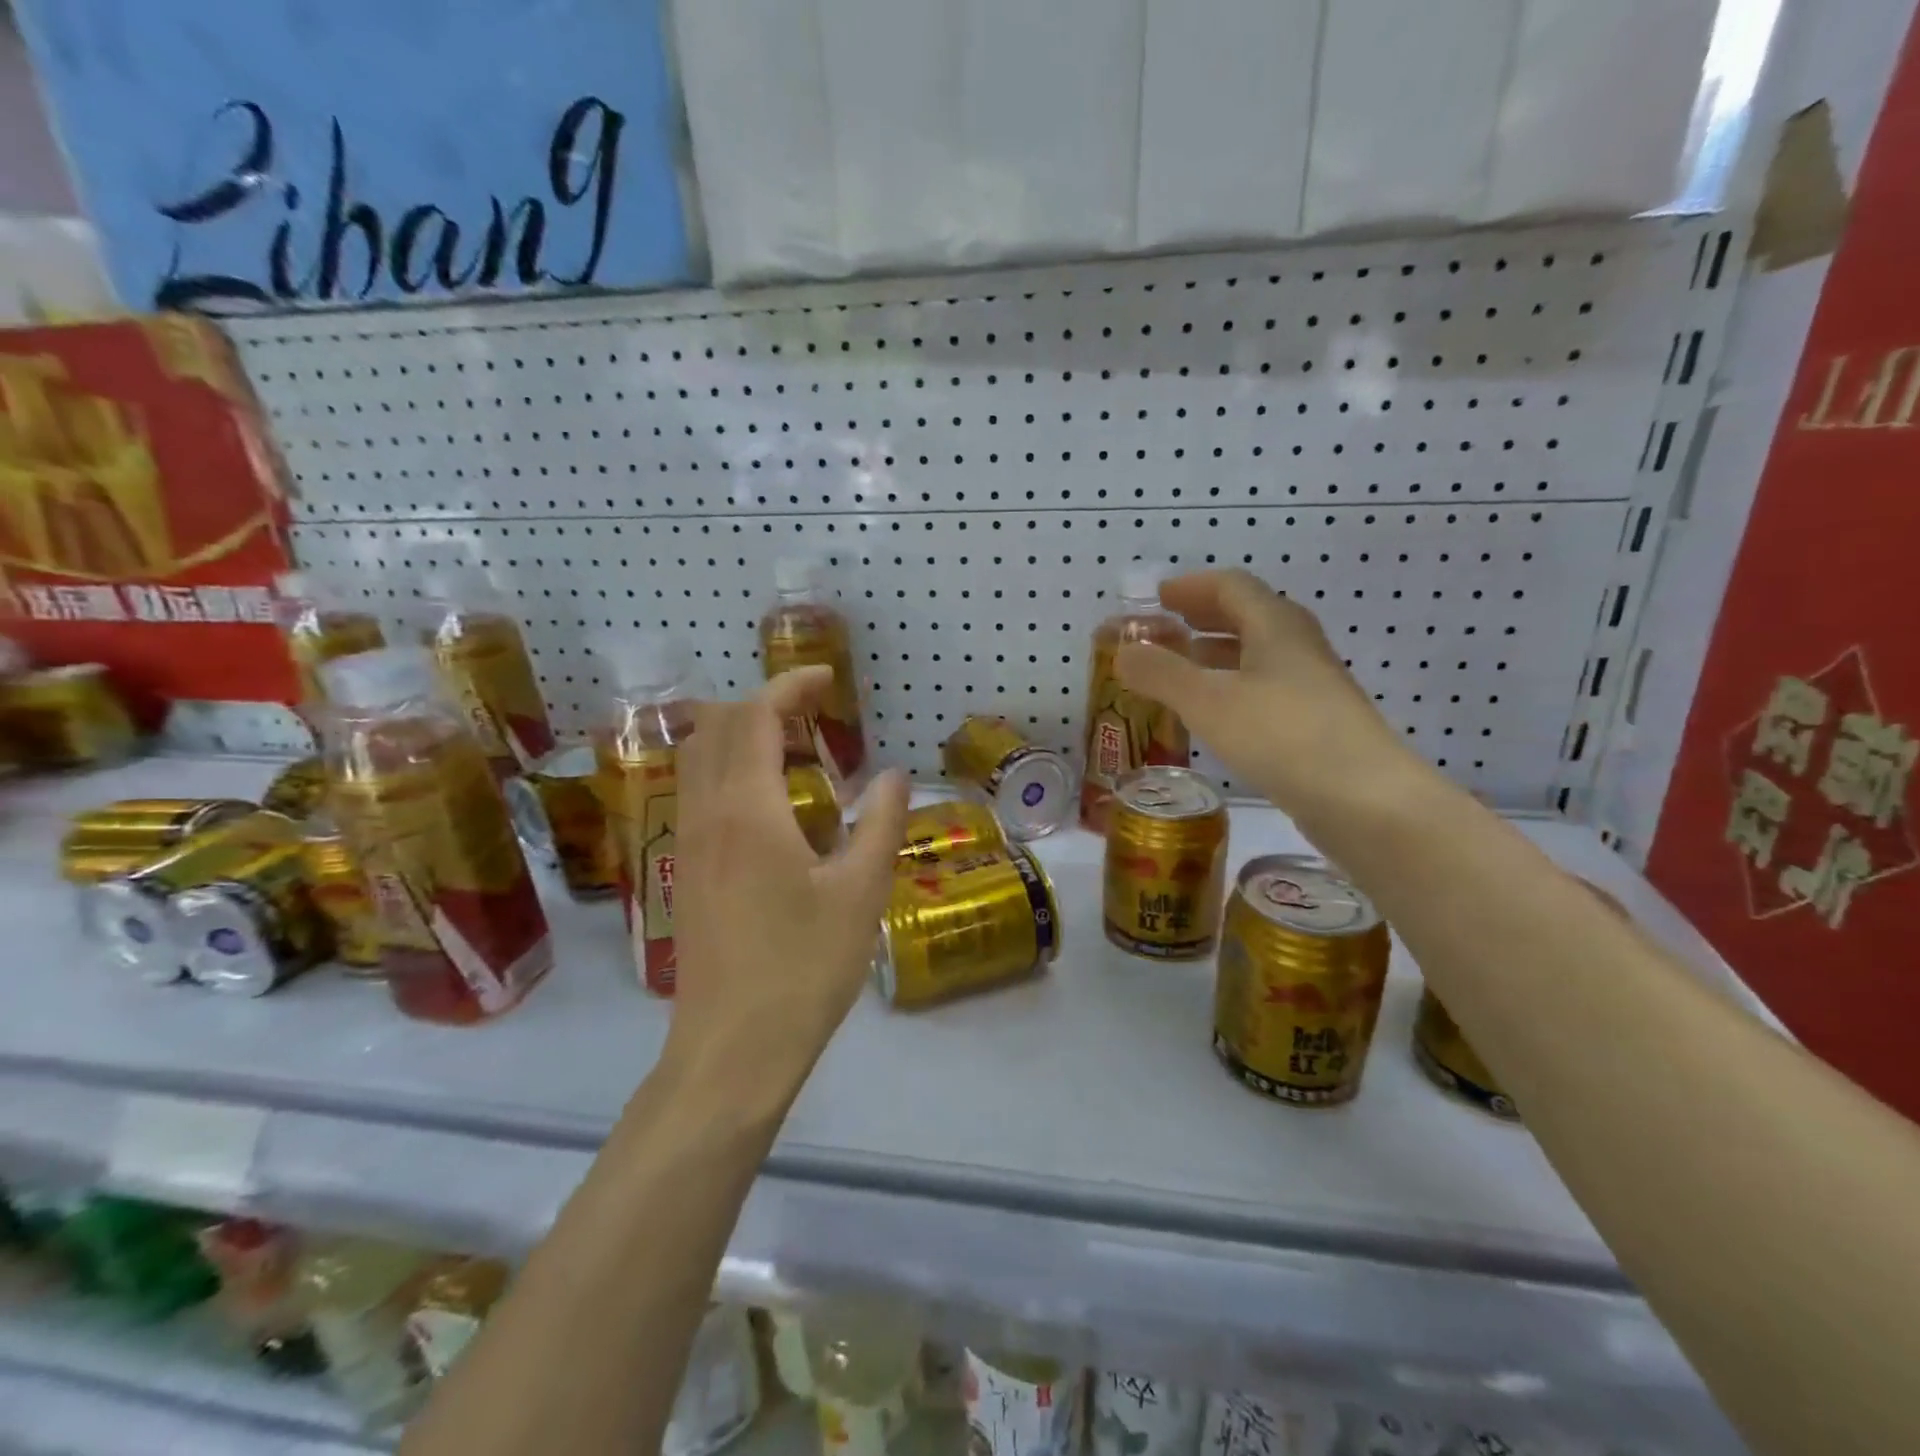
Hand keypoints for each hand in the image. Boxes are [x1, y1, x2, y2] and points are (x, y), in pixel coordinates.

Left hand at [668, 667, 910, 1094]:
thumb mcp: (861, 892)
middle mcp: (705, 814)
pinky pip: (696, 792)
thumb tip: (892, 776)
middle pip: (715, 727)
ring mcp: (686, 844)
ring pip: (698, 759)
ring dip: (740, 735)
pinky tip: (770, 805)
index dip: (789, 686)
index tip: (826, 679)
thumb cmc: (804, 968)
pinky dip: (728, 769)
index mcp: (747, 810)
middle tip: (813, 714)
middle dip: (761, 703)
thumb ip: (881, 823)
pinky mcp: (683, 871)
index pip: (754, 717)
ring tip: (795, 751)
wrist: (733, 1049)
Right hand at [1114, 569, 1409, 813]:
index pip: (1231, 586)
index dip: (1191, 587)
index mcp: (1275, 626)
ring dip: (1216, 652)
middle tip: (1166, 625)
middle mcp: (1297, 647)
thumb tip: (1123, 652)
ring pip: (1257, 654)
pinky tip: (1215, 713)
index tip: (1157, 597)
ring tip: (1181, 665)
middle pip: (1248, 615)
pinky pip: (1264, 687)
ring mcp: (1311, 686)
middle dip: (1203, 616)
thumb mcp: (1209, 702)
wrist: (1366, 800)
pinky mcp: (1314, 723)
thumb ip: (1161, 674)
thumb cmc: (1283, 736)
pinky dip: (1231, 686)